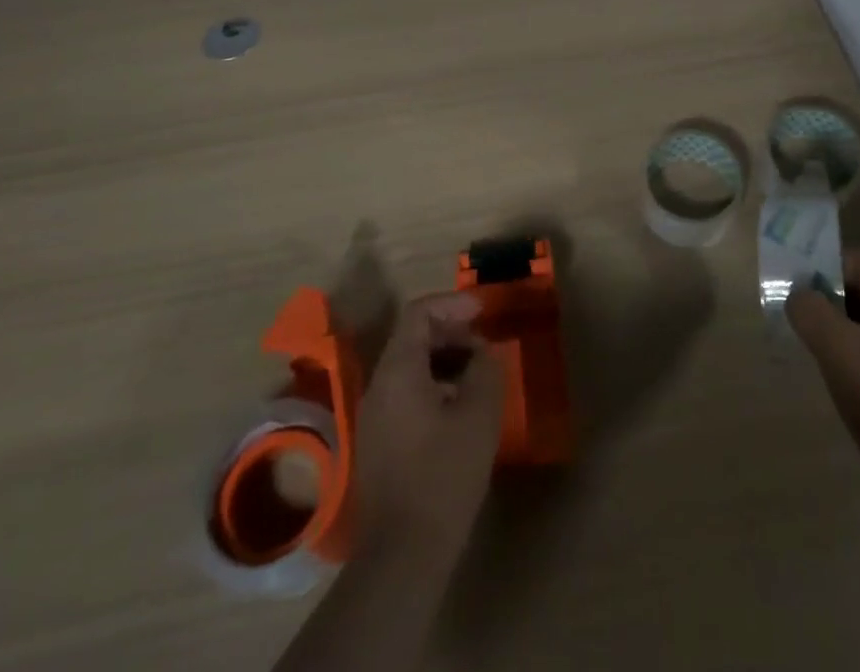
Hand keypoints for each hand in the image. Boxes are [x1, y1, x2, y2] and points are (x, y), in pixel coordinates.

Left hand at [353, 292, 505, 560]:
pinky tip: (460, 409)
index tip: (482, 311)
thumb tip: (482, 352)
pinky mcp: (378, 443)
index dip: (452, 304)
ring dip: (444, 360)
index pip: (419, 313)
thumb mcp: (479, 414)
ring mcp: (374, 416)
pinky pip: (405, 394)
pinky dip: (433, 385)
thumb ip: (484, 369)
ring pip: (409, 367)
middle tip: (484, 344)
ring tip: (478, 375)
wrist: (403, 555)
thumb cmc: (444, 475)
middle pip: (412, 338)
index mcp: (398, 371)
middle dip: (451, 332)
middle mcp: (378, 386)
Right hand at [786, 249, 859, 512]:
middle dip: (828, 298)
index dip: (823, 269)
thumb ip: (809, 310)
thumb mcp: (836, 347)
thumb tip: (797, 297)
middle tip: (799, 318)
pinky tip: (833, 375)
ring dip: (837, 327)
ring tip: (812, 347)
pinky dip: (850, 353)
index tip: (797, 291)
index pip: (858, 260)